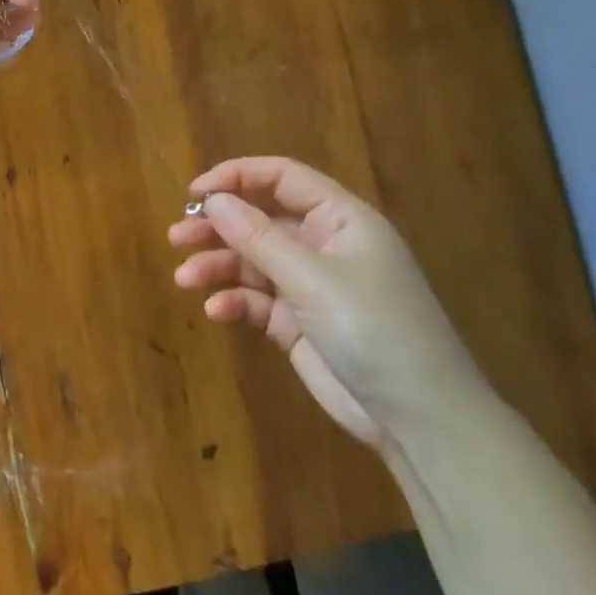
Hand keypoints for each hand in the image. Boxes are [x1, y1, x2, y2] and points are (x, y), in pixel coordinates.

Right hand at [168, 157, 488, 447]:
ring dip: (218, 266)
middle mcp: (324, 245)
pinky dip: (236, 302)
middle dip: (218, 226)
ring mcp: (311, 285)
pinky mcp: (299, 323)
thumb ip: (258, 237)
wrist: (418, 417)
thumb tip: (212, 201)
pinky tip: (217, 312)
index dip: (237, 177)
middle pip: (260, 220)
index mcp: (340, 219)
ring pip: (253, 261)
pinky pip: (258, 300)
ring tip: (186, 279)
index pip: (282, 178)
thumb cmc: (372, 328)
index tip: (194, 192)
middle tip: (177, 236)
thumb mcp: (311, 278)